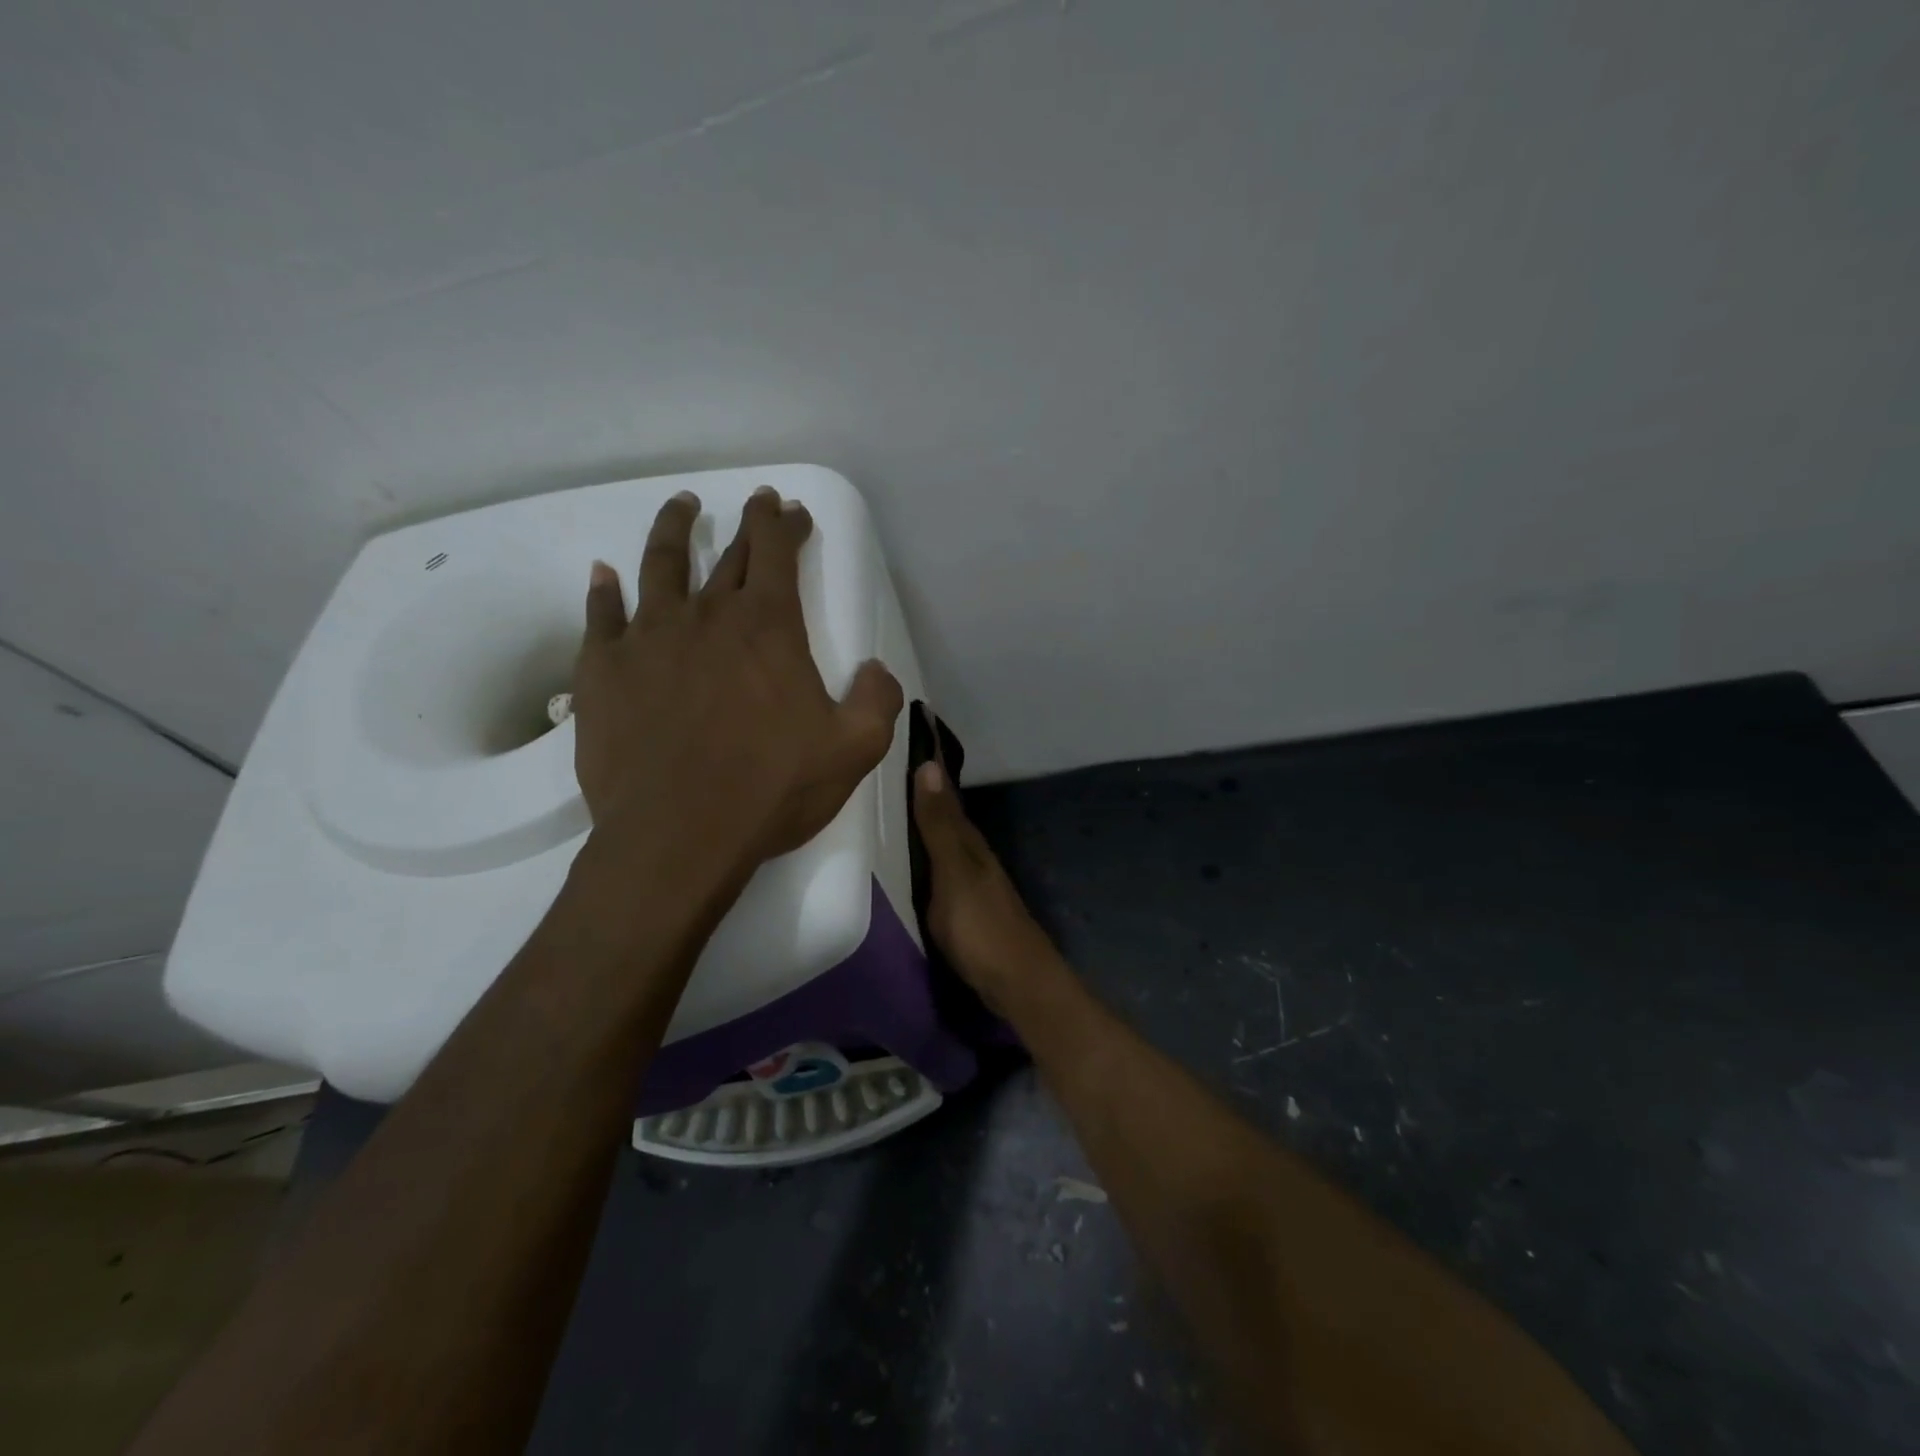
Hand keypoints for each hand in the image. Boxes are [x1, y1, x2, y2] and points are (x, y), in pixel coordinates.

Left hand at [571, 486, 903, 871]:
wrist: (678, 835)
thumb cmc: (771, 789)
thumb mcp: (854, 750)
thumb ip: (877, 700)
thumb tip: (876, 669)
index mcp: (768, 627)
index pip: (777, 552)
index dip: (784, 524)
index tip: (789, 509)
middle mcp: (706, 616)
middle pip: (728, 554)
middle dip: (748, 525)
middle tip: (756, 503)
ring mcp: (648, 638)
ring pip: (660, 565)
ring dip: (674, 530)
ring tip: (682, 507)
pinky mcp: (603, 670)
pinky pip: (602, 616)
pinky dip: (604, 591)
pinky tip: (605, 575)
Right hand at [912, 757, 1062, 1012]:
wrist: (1017, 983)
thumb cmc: (981, 927)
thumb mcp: (954, 873)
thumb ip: (939, 825)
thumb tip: (929, 765)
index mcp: (969, 843)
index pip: (944, 797)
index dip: (925, 774)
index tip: (903, 745)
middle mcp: (973, 856)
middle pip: (944, 819)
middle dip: (920, 799)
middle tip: (883, 778)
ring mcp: (972, 883)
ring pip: (942, 846)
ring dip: (922, 829)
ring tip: (888, 815)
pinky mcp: (967, 908)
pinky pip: (940, 872)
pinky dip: (925, 860)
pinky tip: (909, 865)